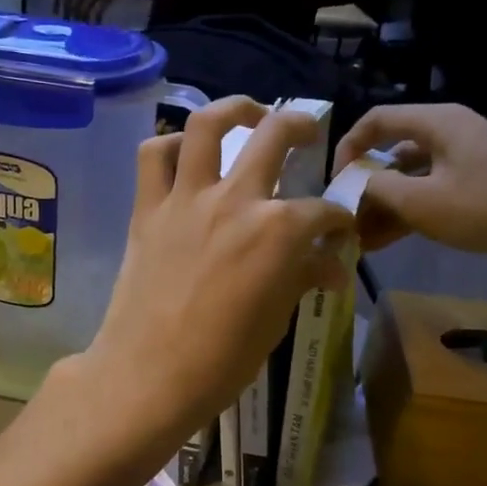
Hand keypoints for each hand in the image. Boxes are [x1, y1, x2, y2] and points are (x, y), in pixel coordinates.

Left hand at [59, 0, 146, 22]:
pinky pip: (97, 11)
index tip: (65, 16)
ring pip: (83, 8)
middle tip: (70, 28)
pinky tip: (94, 27)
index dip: (65, 7)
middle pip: (73, 3)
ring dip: (81, 21)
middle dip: (71, 17)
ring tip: (81, 30)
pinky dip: (94, 21)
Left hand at [69, 96, 354, 450]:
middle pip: (275, 137)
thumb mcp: (275, 321)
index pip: (322, 213)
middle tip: (307, 131)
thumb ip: (301, 278)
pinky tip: (185, 156)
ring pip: (208, 125)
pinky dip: (169, 146)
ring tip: (248, 113)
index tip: (339, 231)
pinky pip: (153, 156)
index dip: (338, 220)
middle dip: (301, 126)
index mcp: (278, 231)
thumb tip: (331, 265)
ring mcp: (187, 199)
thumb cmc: (221, 361)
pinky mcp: (147, 210)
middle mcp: (236, 200)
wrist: (148, 376)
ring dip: (234, 109)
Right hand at [331, 104, 486, 272]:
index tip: (332, 183)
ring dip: (383, 205)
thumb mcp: (422, 201)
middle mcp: (449, 132)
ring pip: (410, 177)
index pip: (375, 120)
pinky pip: (431, 192)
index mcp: (437, 122)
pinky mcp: (478, 184)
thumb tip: (350, 185)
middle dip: (364, 187)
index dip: (347, 148)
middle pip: (391, 152)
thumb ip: (376, 189)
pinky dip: (408, 212)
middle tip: (343, 219)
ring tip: (360, 239)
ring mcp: (466, 159)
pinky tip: (386, 241)